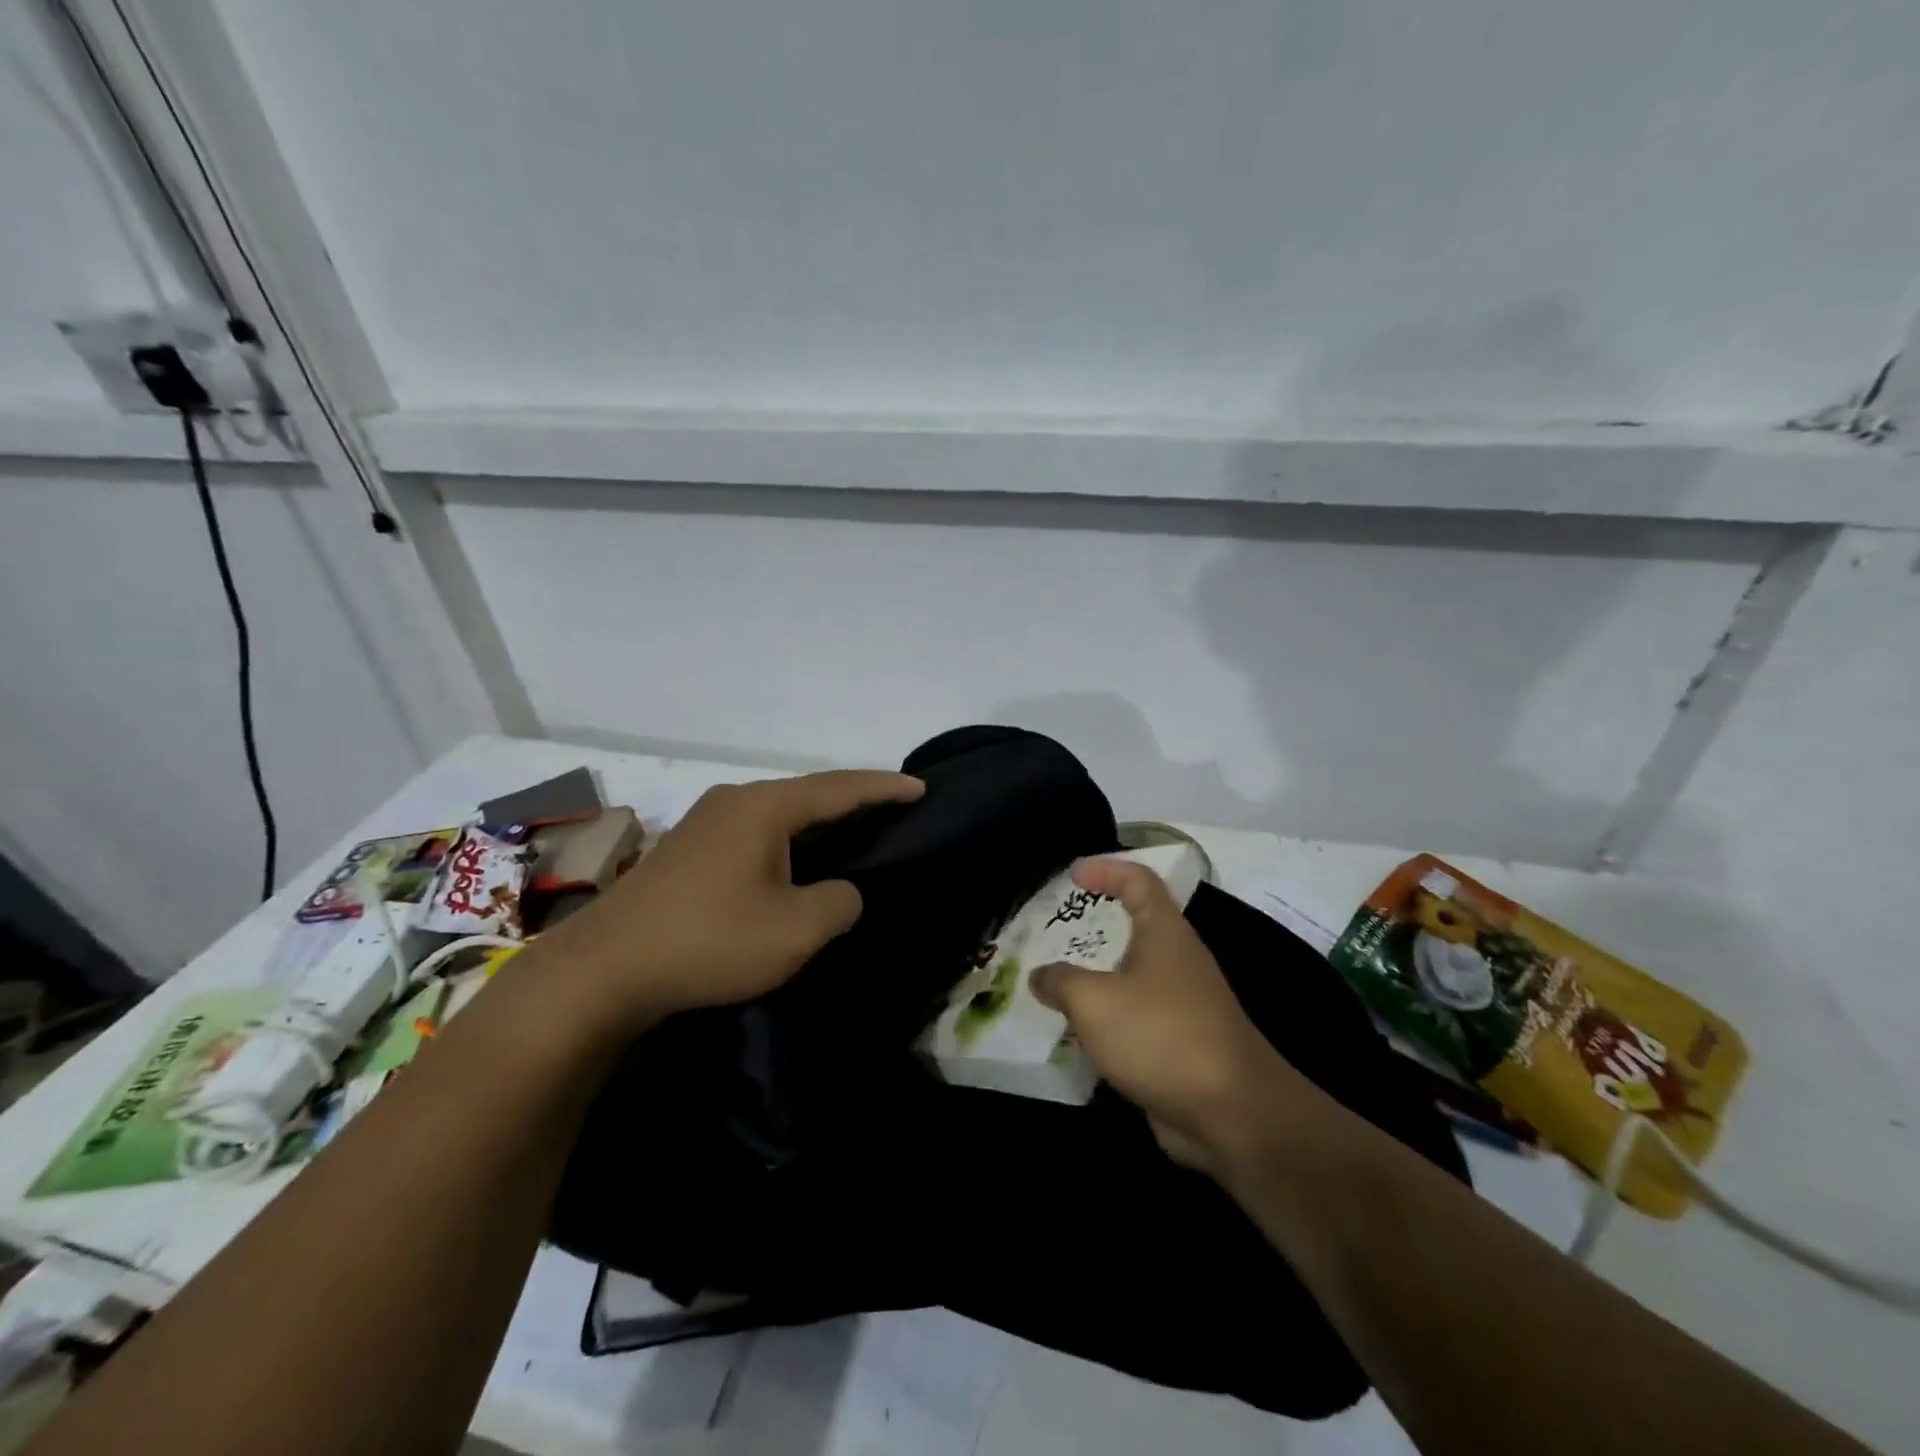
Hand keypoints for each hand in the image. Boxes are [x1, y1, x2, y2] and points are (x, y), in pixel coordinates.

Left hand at [540, 769, 923, 1024]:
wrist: (603, 970)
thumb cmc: (709, 940)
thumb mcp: (794, 930)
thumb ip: (838, 903)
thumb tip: (841, 892)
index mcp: (764, 807)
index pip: (839, 789)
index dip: (884, 787)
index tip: (921, 786)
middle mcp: (734, 801)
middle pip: (808, 794)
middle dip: (852, 802)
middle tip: (891, 811)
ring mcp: (704, 823)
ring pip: (778, 815)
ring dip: (816, 825)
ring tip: (851, 835)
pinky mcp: (686, 851)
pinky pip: (753, 834)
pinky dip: (786, 842)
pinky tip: (794, 864)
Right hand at [1031, 858, 1320, 1177]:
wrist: (1232, 1114)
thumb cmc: (1162, 1036)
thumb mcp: (1095, 1001)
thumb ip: (1061, 981)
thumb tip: (1041, 976)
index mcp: (1165, 933)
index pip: (1138, 881)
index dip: (1106, 870)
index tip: (1073, 875)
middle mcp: (1177, 960)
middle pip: (1135, 927)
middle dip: (1094, 926)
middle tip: (1053, 933)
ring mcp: (1182, 1005)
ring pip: (1132, 976)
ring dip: (1096, 977)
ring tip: (1053, 983)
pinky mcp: (1180, 1045)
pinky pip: (1135, 1018)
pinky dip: (1107, 1019)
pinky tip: (1076, 1034)